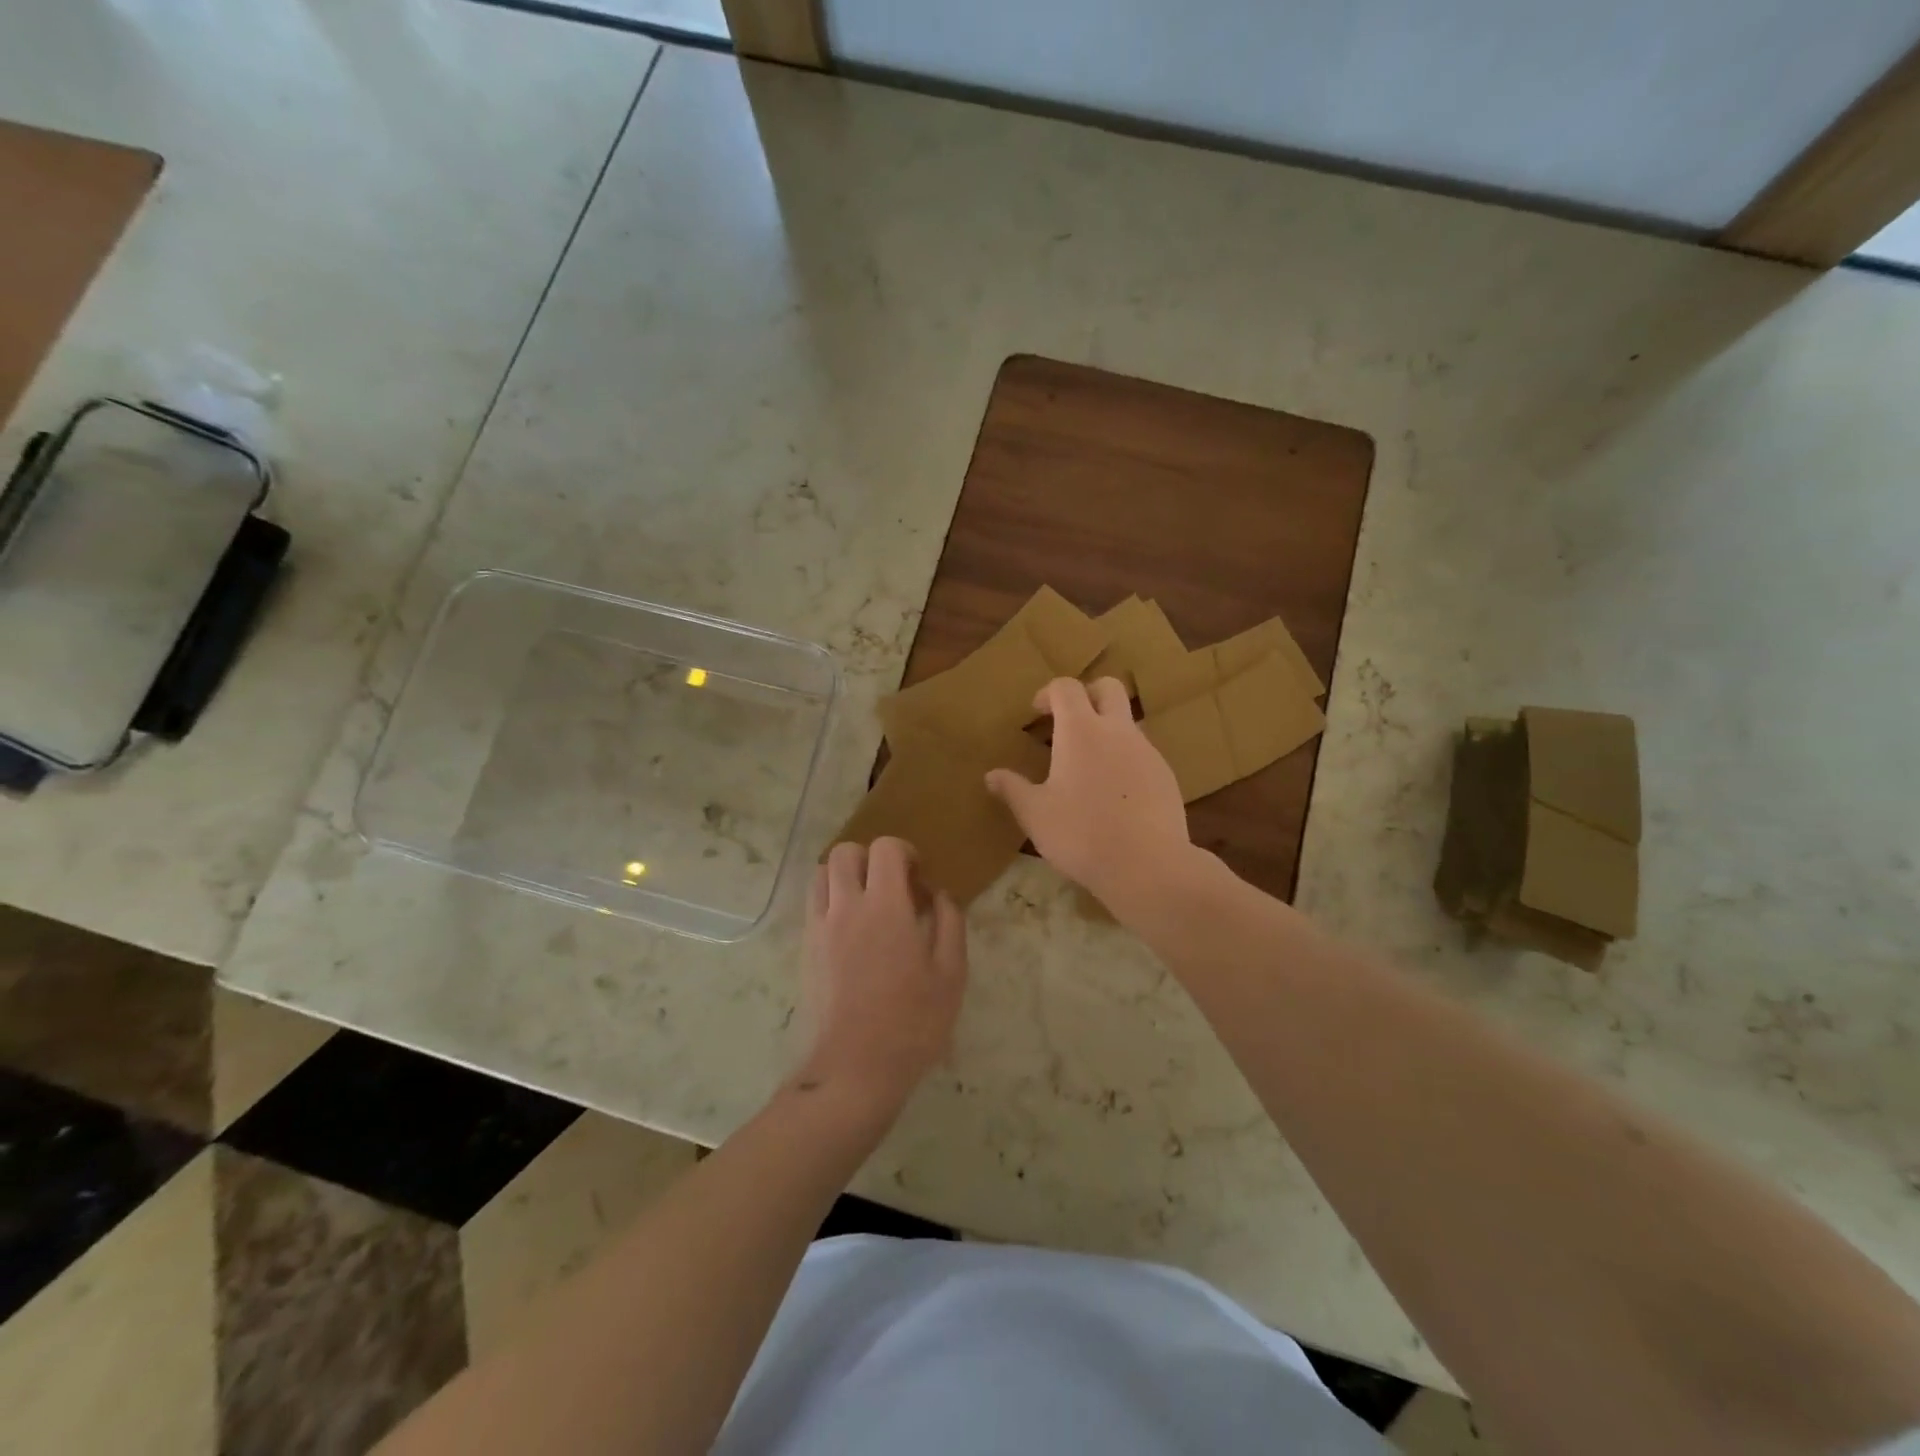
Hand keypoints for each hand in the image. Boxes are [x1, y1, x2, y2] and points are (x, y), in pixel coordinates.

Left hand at [794, 837, 967, 1117]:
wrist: (855, 1069)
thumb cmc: (912, 1023)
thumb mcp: (951, 974)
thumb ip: (949, 923)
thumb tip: (940, 894)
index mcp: (886, 907)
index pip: (885, 848)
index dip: (905, 852)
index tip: (918, 879)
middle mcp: (846, 907)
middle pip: (845, 852)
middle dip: (870, 858)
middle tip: (891, 886)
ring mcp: (820, 927)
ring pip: (821, 875)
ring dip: (845, 876)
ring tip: (867, 904)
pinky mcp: (805, 949)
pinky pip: (813, 905)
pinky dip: (830, 900)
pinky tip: (851, 931)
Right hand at [985, 677, 1192, 910]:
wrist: (1147, 865)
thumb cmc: (1080, 834)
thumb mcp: (1035, 814)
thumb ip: (1013, 789)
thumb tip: (992, 775)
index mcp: (1081, 730)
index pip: (1066, 687)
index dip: (1048, 693)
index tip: (1037, 713)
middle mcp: (1117, 731)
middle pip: (1109, 688)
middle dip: (1087, 695)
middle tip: (1068, 722)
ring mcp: (1147, 752)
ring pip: (1128, 722)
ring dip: (1107, 729)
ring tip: (1088, 766)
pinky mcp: (1166, 776)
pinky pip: (1142, 754)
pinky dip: (1125, 759)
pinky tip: (1114, 794)